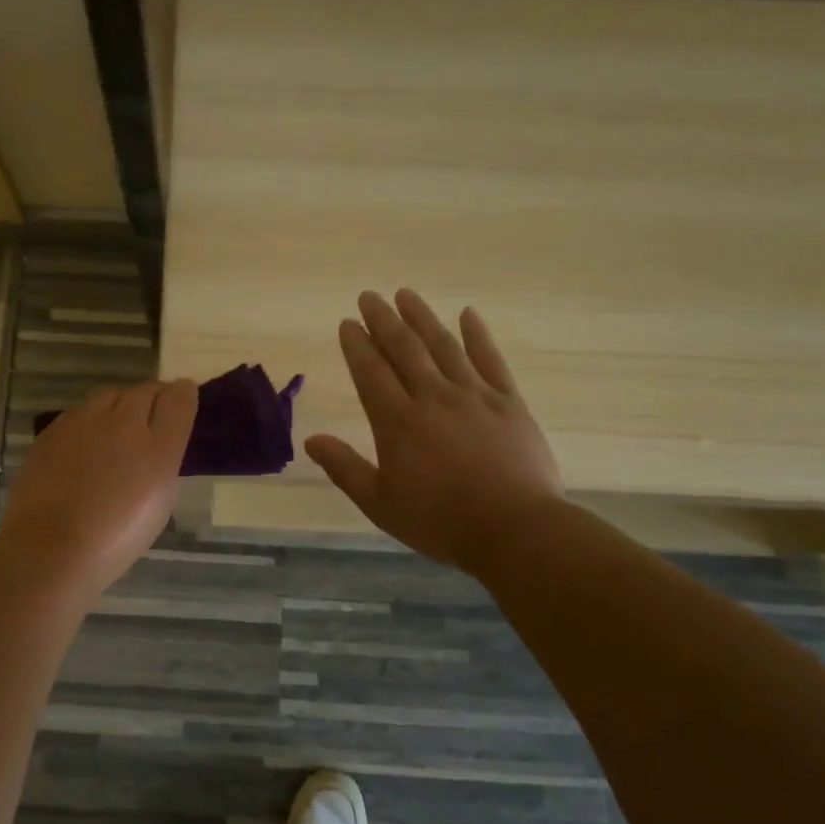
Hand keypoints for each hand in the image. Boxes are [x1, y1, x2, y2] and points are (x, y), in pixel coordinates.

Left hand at [0, 378, 197, 595]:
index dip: (183, 395)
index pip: (177, 400)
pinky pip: (79, 413)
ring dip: (119, 405)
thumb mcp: (158, 502)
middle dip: (152, 397)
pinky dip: (89, 420)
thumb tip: (162, 439)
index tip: (183, 398)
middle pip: (143, 391)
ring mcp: (82, 423)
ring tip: (118, 428)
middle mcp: (122, 423)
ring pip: (108, 396)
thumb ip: (164, 460)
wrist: (51, 550)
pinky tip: (85, 443)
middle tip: (153, 415)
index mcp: (157, 447)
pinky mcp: (52, 431)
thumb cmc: (116, 538)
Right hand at [306, 290, 566, 571]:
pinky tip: (468, 314)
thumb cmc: (439, 521)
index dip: (356, 345)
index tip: (346, 323)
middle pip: (404, 348)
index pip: (370, 372)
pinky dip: (477, 335)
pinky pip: (490, 359)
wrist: (513, 529)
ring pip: (443, 346)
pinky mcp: (508, 401)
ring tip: (406, 294)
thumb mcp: (379, 503)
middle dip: (383, 320)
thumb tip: (311, 440)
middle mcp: (432, 397)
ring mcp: (473, 395)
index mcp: (397, 422)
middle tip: (369, 296)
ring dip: (422, 317)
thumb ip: (344, 468)